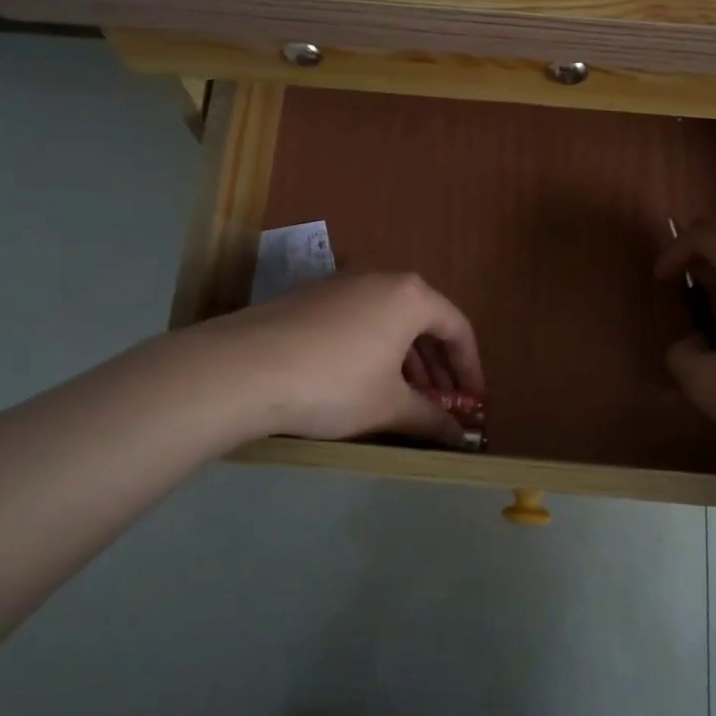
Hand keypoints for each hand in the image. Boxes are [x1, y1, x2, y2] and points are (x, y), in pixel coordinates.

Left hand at [196, 273, 484, 446]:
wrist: (243, 369)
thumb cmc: (334, 383)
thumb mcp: (389, 406)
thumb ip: (431, 419)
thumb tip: (461, 437)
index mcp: (410, 296)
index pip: (458, 328)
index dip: (471, 369)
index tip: (472, 403)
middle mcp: (380, 278)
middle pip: (424, 322)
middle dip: (438, 367)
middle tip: (442, 404)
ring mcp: (342, 284)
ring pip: (390, 321)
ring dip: (407, 360)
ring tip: (407, 398)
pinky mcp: (310, 297)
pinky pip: (360, 321)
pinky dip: (375, 350)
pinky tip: (365, 383)